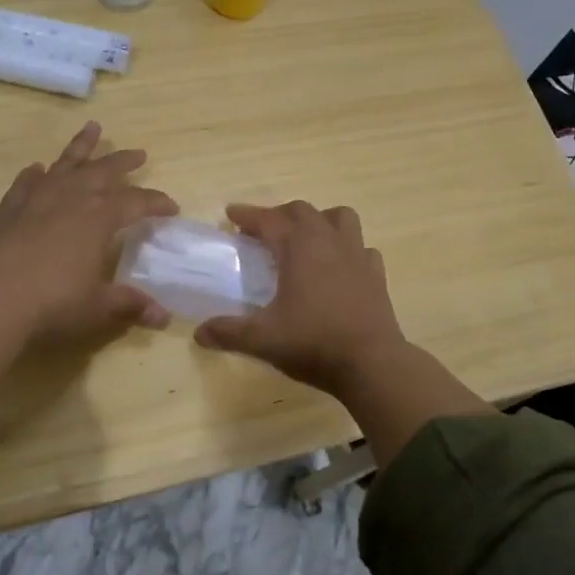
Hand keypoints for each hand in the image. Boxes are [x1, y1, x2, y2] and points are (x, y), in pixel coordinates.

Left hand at [0, 121, 178, 343]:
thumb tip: (163, 317)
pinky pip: (27, 181)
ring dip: (81, 146)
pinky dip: (37, 173)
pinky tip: (38, 169)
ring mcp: (37, 198)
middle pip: (104, 170)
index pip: (137, 202)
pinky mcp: (9, 207)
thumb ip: (129, 304)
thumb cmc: (52, 302)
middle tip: (139, 153)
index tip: (172, 207)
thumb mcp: (97, 306)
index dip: (157, 203)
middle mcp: (72, 197)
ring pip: (66, 163)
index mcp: (100, 217)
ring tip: (92, 128)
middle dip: (124, 161)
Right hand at [194, 201, 406, 395]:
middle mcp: (328, 241)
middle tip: (263, 232)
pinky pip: (362, 248)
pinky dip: (348, 249)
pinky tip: (341, 267)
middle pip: (302, 211)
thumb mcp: (262, 340)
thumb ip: (229, 332)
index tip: (230, 214)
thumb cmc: (313, 343)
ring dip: (320, 220)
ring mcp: (357, 255)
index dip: (247, 215)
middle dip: (279, 215)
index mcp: (298, 248)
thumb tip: (199, 333)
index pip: (267, 220)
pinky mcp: (376, 274)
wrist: (372, 363)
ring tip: (306, 239)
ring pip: (340, 217)